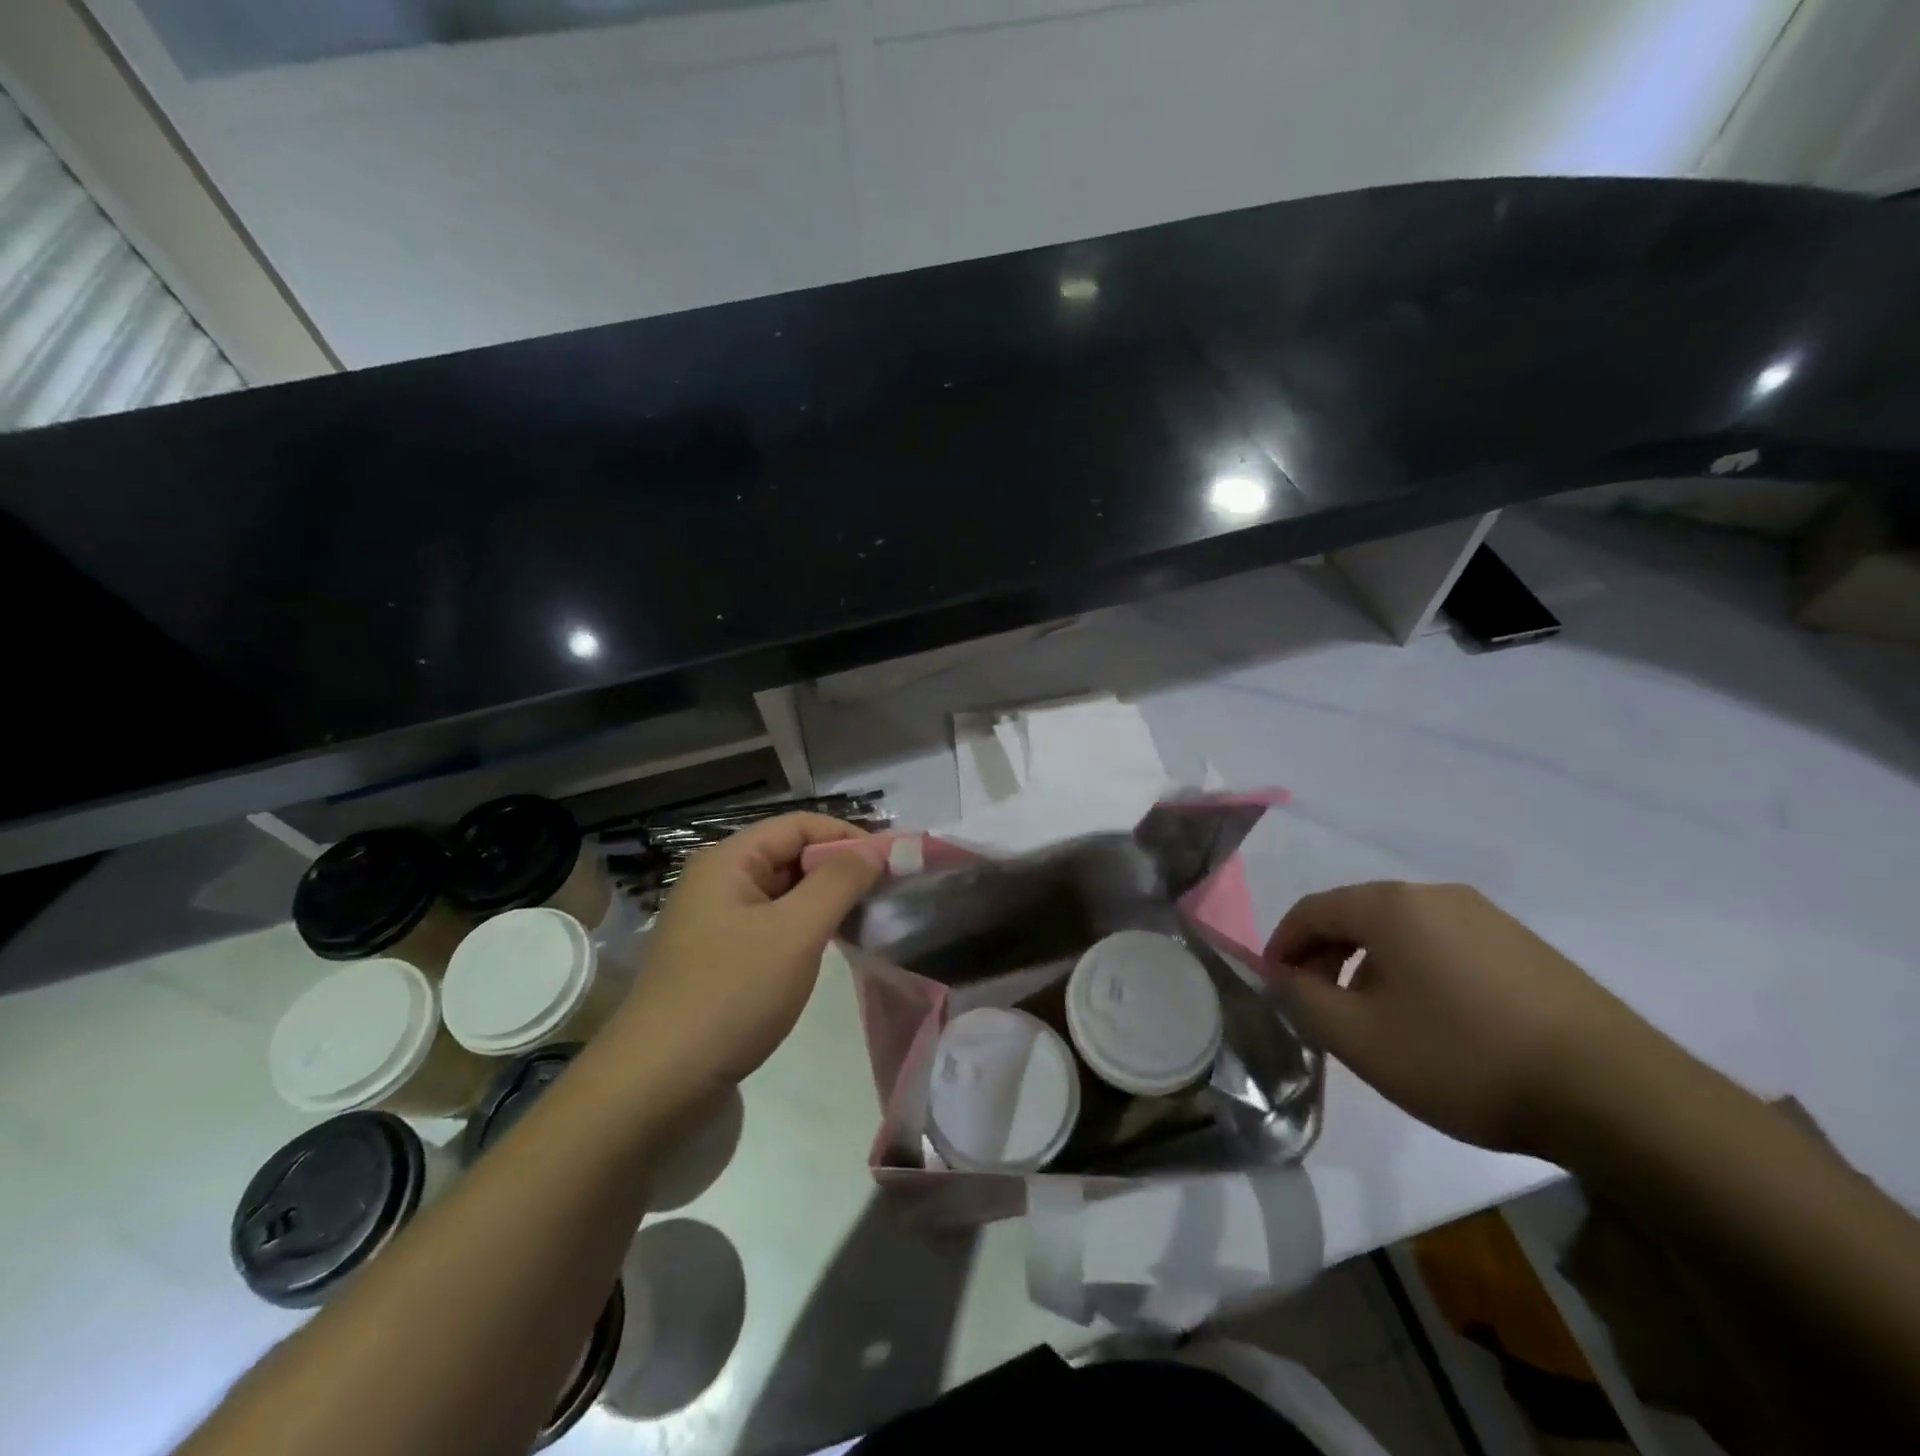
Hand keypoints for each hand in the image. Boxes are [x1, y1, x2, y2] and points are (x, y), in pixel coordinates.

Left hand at [619, 814, 882, 1090]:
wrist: (658, 1084)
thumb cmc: (731, 995)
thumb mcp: (796, 933)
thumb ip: (840, 882)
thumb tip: (876, 848)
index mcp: (729, 861)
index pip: (800, 826)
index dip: (849, 837)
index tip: (893, 864)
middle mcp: (719, 881)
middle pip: (791, 855)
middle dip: (840, 870)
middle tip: (886, 895)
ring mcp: (716, 921)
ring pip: (785, 894)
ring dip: (826, 902)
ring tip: (867, 921)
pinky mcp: (720, 957)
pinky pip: (773, 925)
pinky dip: (806, 929)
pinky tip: (831, 949)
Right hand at [1265, 881, 1673, 1155]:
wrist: (1618, 1096)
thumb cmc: (1465, 1058)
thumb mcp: (1360, 1039)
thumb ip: (1301, 1000)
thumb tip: (1281, 977)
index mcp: (1391, 905)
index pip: (1311, 910)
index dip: (1282, 947)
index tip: (1274, 988)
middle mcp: (1437, 895)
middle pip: (1356, 916)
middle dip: (1325, 959)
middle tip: (1319, 1009)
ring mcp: (1488, 918)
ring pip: (1402, 934)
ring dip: (1370, 969)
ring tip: (1376, 1023)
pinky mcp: (1526, 948)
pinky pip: (1446, 948)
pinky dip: (1417, 974)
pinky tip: (1436, 1025)